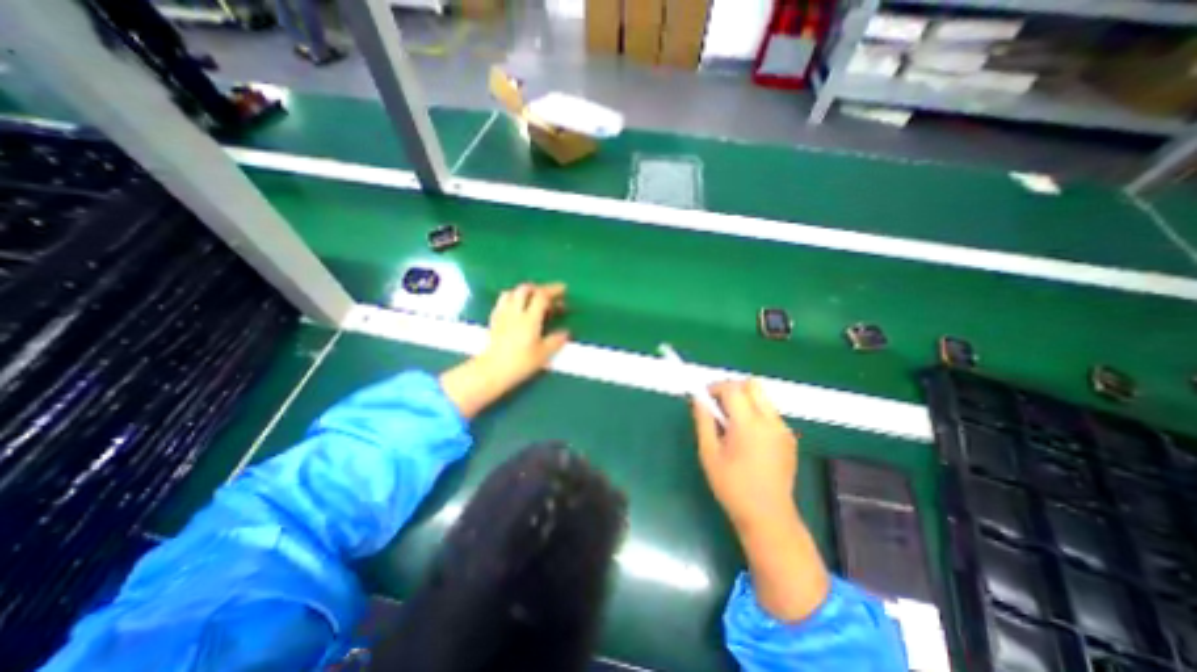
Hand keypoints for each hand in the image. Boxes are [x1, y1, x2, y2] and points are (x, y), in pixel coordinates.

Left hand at [479, 281, 568, 387]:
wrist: (492, 370)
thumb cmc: (520, 363)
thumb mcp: (543, 354)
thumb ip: (556, 340)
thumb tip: (566, 332)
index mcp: (530, 318)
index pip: (541, 296)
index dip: (553, 290)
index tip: (563, 290)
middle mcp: (515, 312)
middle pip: (525, 289)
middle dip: (539, 288)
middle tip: (549, 296)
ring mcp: (502, 314)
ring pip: (512, 292)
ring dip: (523, 292)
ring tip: (532, 300)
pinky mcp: (494, 320)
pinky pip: (502, 302)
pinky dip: (512, 299)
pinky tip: (516, 309)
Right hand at [692, 381, 792, 532]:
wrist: (768, 516)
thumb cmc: (732, 486)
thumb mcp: (709, 453)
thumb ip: (704, 421)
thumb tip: (698, 399)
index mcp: (748, 424)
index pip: (733, 388)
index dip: (715, 388)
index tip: (704, 398)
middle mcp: (770, 421)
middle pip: (752, 385)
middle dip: (733, 389)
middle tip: (719, 407)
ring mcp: (783, 429)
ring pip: (762, 397)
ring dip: (745, 400)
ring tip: (732, 424)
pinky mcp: (789, 438)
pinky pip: (770, 413)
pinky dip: (756, 413)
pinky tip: (748, 437)